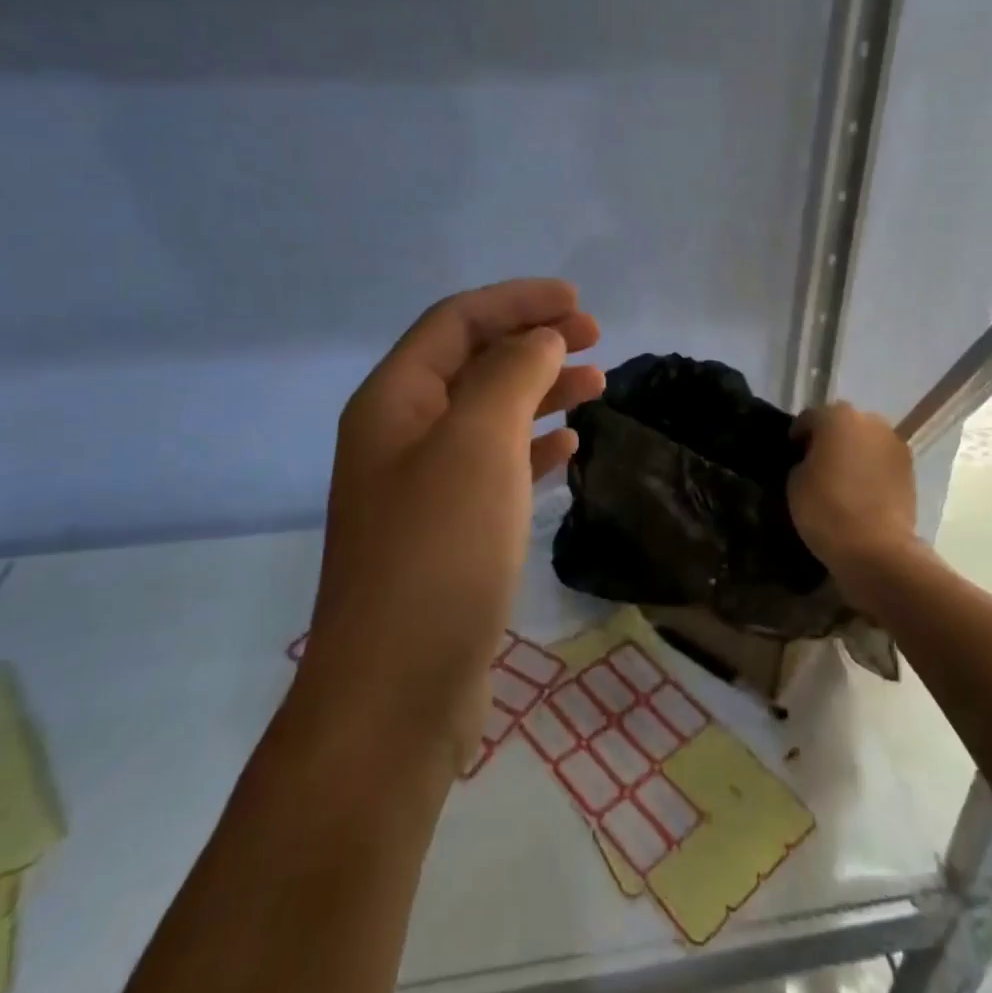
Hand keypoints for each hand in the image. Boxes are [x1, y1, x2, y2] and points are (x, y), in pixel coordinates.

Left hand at [298, 280, 602, 768]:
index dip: (517, 301)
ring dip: (541, 391)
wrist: (397, 691)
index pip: (457, 321)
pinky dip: (533, 447)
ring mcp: (422, 487)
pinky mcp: (448, 532)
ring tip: (597, 385)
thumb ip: (512, 375)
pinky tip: (568, 447)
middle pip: (473, 362)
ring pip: (489, 414)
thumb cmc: (439, 552)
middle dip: (533, 340)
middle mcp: (401, 435)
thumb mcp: (478, 443)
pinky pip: (495, 466)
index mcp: (394, 401)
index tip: (579, 302)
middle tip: (597, 338)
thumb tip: (542, 338)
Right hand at [788, 402, 917, 602]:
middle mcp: (871, 421)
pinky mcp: (910, 469)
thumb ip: (801, 462)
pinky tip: (860, 491)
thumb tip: (811, 462)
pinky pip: (882, 461)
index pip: (810, 418)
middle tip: (815, 465)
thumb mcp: (795, 483)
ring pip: (866, 442)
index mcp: (838, 417)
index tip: (790, 454)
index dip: (797, 435)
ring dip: (853, 453)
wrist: (876, 548)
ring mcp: (895, 444)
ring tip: (840, 479)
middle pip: (842, 424)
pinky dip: (870, 470)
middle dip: (829, 440)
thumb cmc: (826, 509)